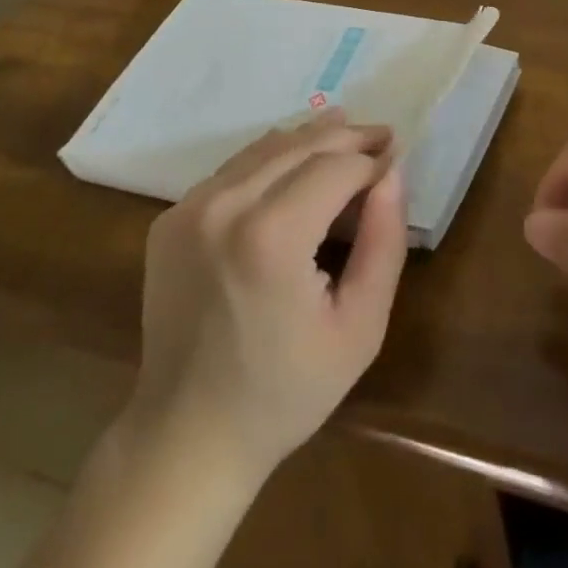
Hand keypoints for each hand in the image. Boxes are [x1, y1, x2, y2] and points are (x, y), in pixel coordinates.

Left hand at [127, 110, 407, 486]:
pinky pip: (232, 171)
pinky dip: (270, 160)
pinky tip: (294, 166)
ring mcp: (189, 208)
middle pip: (298, 145)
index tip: (396, 159)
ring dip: (309, 139)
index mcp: (271, 236)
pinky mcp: (170, 218)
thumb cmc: (286, 389)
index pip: (335, 167)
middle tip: (381, 135)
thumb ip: (385, 243)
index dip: (371, 160)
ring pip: (263, 149)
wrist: (188, 435)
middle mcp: (224, 206)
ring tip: (346, 132)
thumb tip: (392, 173)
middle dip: (346, 137)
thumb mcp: (360, 328)